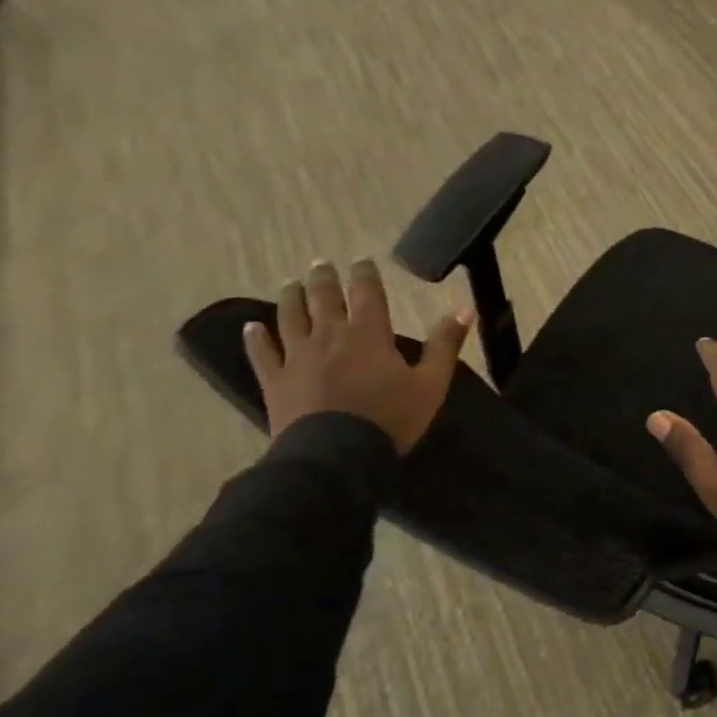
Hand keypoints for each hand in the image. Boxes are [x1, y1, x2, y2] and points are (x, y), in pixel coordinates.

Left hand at [244, 258, 472, 451]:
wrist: (336, 457)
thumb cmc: (389, 418)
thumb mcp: (431, 384)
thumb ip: (446, 345)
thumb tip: (465, 308)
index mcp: (369, 334)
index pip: (367, 293)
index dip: (364, 274)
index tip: (361, 259)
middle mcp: (330, 336)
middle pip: (324, 298)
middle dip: (323, 279)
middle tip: (320, 263)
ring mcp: (298, 357)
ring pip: (290, 317)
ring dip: (291, 297)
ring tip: (290, 283)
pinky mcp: (275, 381)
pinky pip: (262, 353)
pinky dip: (256, 338)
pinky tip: (251, 327)